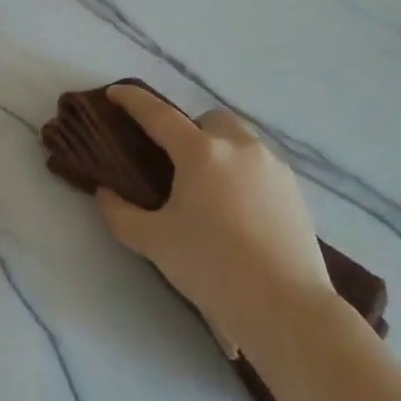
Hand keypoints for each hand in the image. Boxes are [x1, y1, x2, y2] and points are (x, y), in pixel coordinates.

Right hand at [97, 85, 331, 334]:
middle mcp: (239, 147)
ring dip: (217, 150)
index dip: (133, 100)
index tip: (115, 93)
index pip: (158, 114)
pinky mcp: (295, 191)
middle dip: (188, 130)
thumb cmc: (212, 268)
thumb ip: (120, 213)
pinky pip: (260, 166)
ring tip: (207, 190)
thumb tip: (106, 193)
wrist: (286, 308)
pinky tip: (236, 210)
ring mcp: (272, 167)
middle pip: (208, 120)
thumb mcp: (153, 242)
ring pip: (239, 140)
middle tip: (173, 164)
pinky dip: (241, 173)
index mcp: (201, 152)